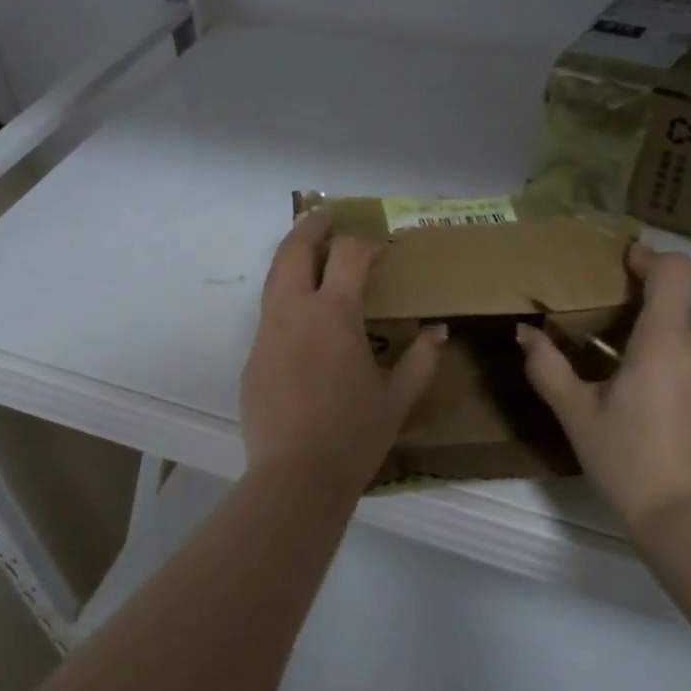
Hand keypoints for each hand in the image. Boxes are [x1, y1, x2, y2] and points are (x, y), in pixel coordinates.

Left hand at [241, 210, 444, 489]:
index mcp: (334, 315)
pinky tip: (301, 317)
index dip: (366, 244)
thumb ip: (421, 360)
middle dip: (311, 226)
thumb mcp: (398, 398)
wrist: (296, 477)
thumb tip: (437, 331)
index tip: (380, 249)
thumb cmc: (355, 435)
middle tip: (325, 214)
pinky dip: (285, 299)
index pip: (348, 256)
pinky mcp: (253, 358)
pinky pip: (269, 316)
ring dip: (291, 256)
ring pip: (274, 278)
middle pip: (295, 250)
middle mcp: (294, 312)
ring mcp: (267, 334)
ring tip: (308, 249)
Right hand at [517, 240, 690, 539]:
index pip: (674, 272)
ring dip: (684, 365)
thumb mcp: (575, 414)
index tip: (633, 262)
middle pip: (685, 316)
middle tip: (628, 362)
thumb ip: (547, 366)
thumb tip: (525, 331)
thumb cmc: (624, 461)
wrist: (689, 523)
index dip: (653, 258)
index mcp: (665, 343)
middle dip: (657, 325)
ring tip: (661, 408)